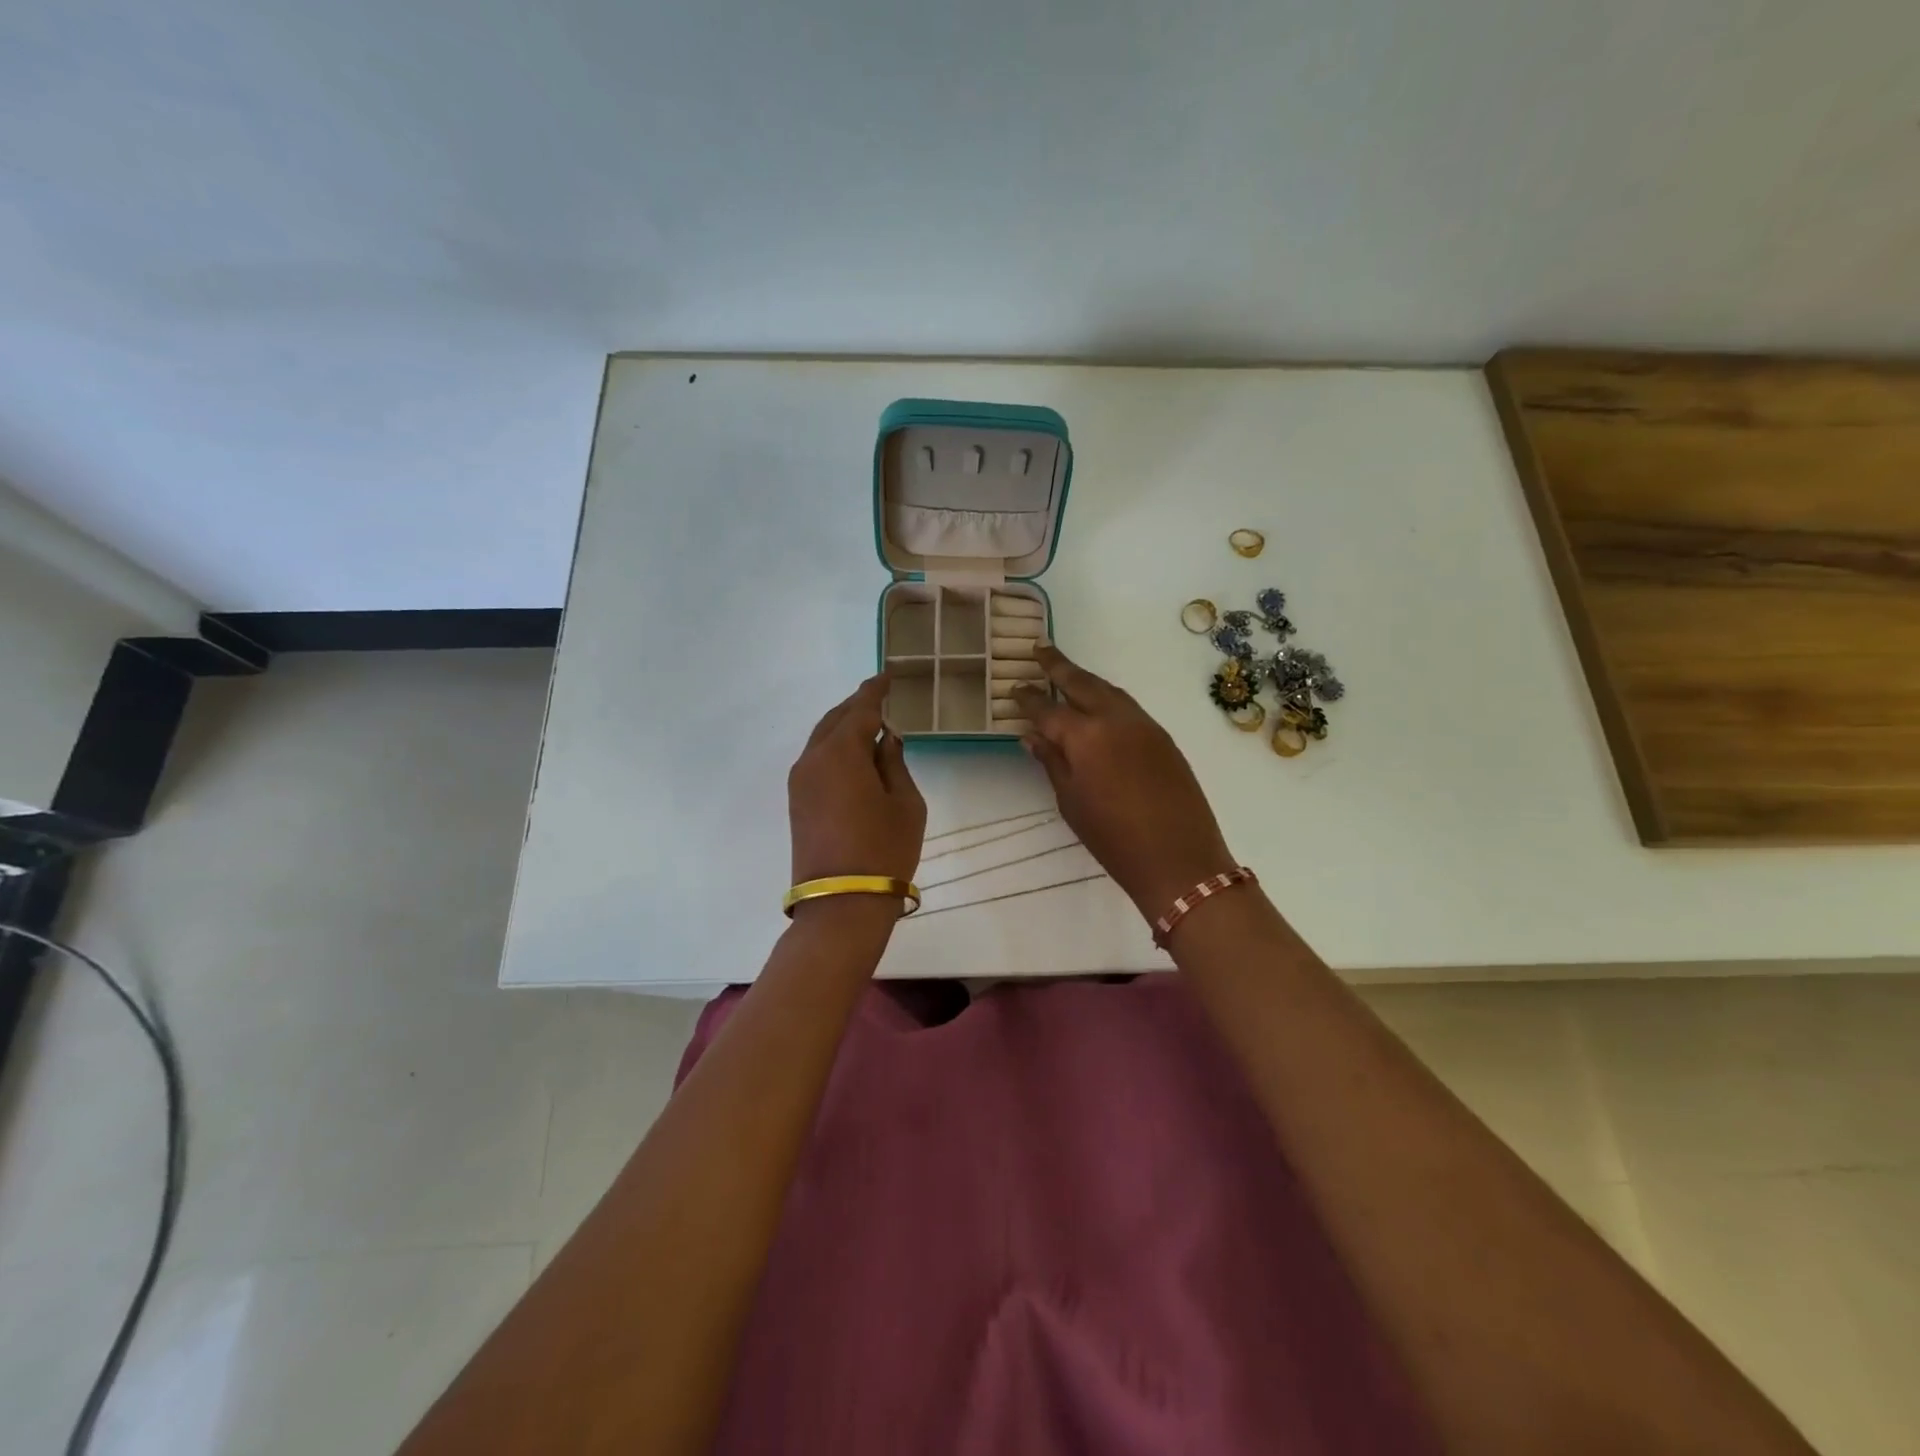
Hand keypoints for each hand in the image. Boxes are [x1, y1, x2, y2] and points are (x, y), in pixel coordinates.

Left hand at [788, 674, 926, 890]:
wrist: (842, 904)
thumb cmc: (884, 849)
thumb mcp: (905, 802)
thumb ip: (894, 762)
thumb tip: (885, 738)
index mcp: (841, 752)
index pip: (860, 708)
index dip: (875, 690)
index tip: (887, 675)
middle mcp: (813, 759)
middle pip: (835, 720)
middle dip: (857, 707)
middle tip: (881, 698)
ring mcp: (800, 781)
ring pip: (822, 740)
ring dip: (844, 728)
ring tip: (871, 726)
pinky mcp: (797, 801)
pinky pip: (817, 760)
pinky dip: (835, 749)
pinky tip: (855, 756)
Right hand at [1013, 646, 1237, 919]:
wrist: (1179, 859)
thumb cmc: (1113, 838)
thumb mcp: (1071, 802)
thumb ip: (1052, 763)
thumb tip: (1032, 736)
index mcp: (1085, 736)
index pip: (1047, 709)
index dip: (1028, 698)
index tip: (1014, 687)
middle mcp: (1114, 719)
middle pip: (1082, 683)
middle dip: (1059, 665)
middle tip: (1040, 649)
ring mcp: (1144, 724)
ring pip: (1109, 690)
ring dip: (1086, 679)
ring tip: (1068, 674)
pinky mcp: (1163, 737)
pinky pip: (1129, 706)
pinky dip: (1109, 698)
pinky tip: (1100, 706)